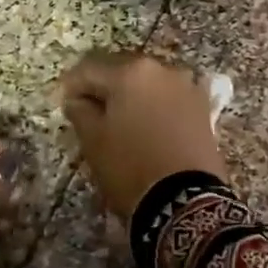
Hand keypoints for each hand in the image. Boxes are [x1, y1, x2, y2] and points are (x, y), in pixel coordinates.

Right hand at [60, 52, 226, 218]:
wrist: (186, 198)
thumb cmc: (130, 166)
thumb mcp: (93, 141)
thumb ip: (80, 111)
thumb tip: (77, 99)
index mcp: (129, 72)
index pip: (87, 70)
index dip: (71, 87)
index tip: (64, 105)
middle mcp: (161, 69)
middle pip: (121, 72)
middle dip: (103, 89)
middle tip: (89, 113)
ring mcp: (186, 87)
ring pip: (147, 85)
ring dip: (131, 98)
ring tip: (121, 122)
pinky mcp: (203, 108)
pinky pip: (170, 100)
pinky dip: (155, 108)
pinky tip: (149, 126)